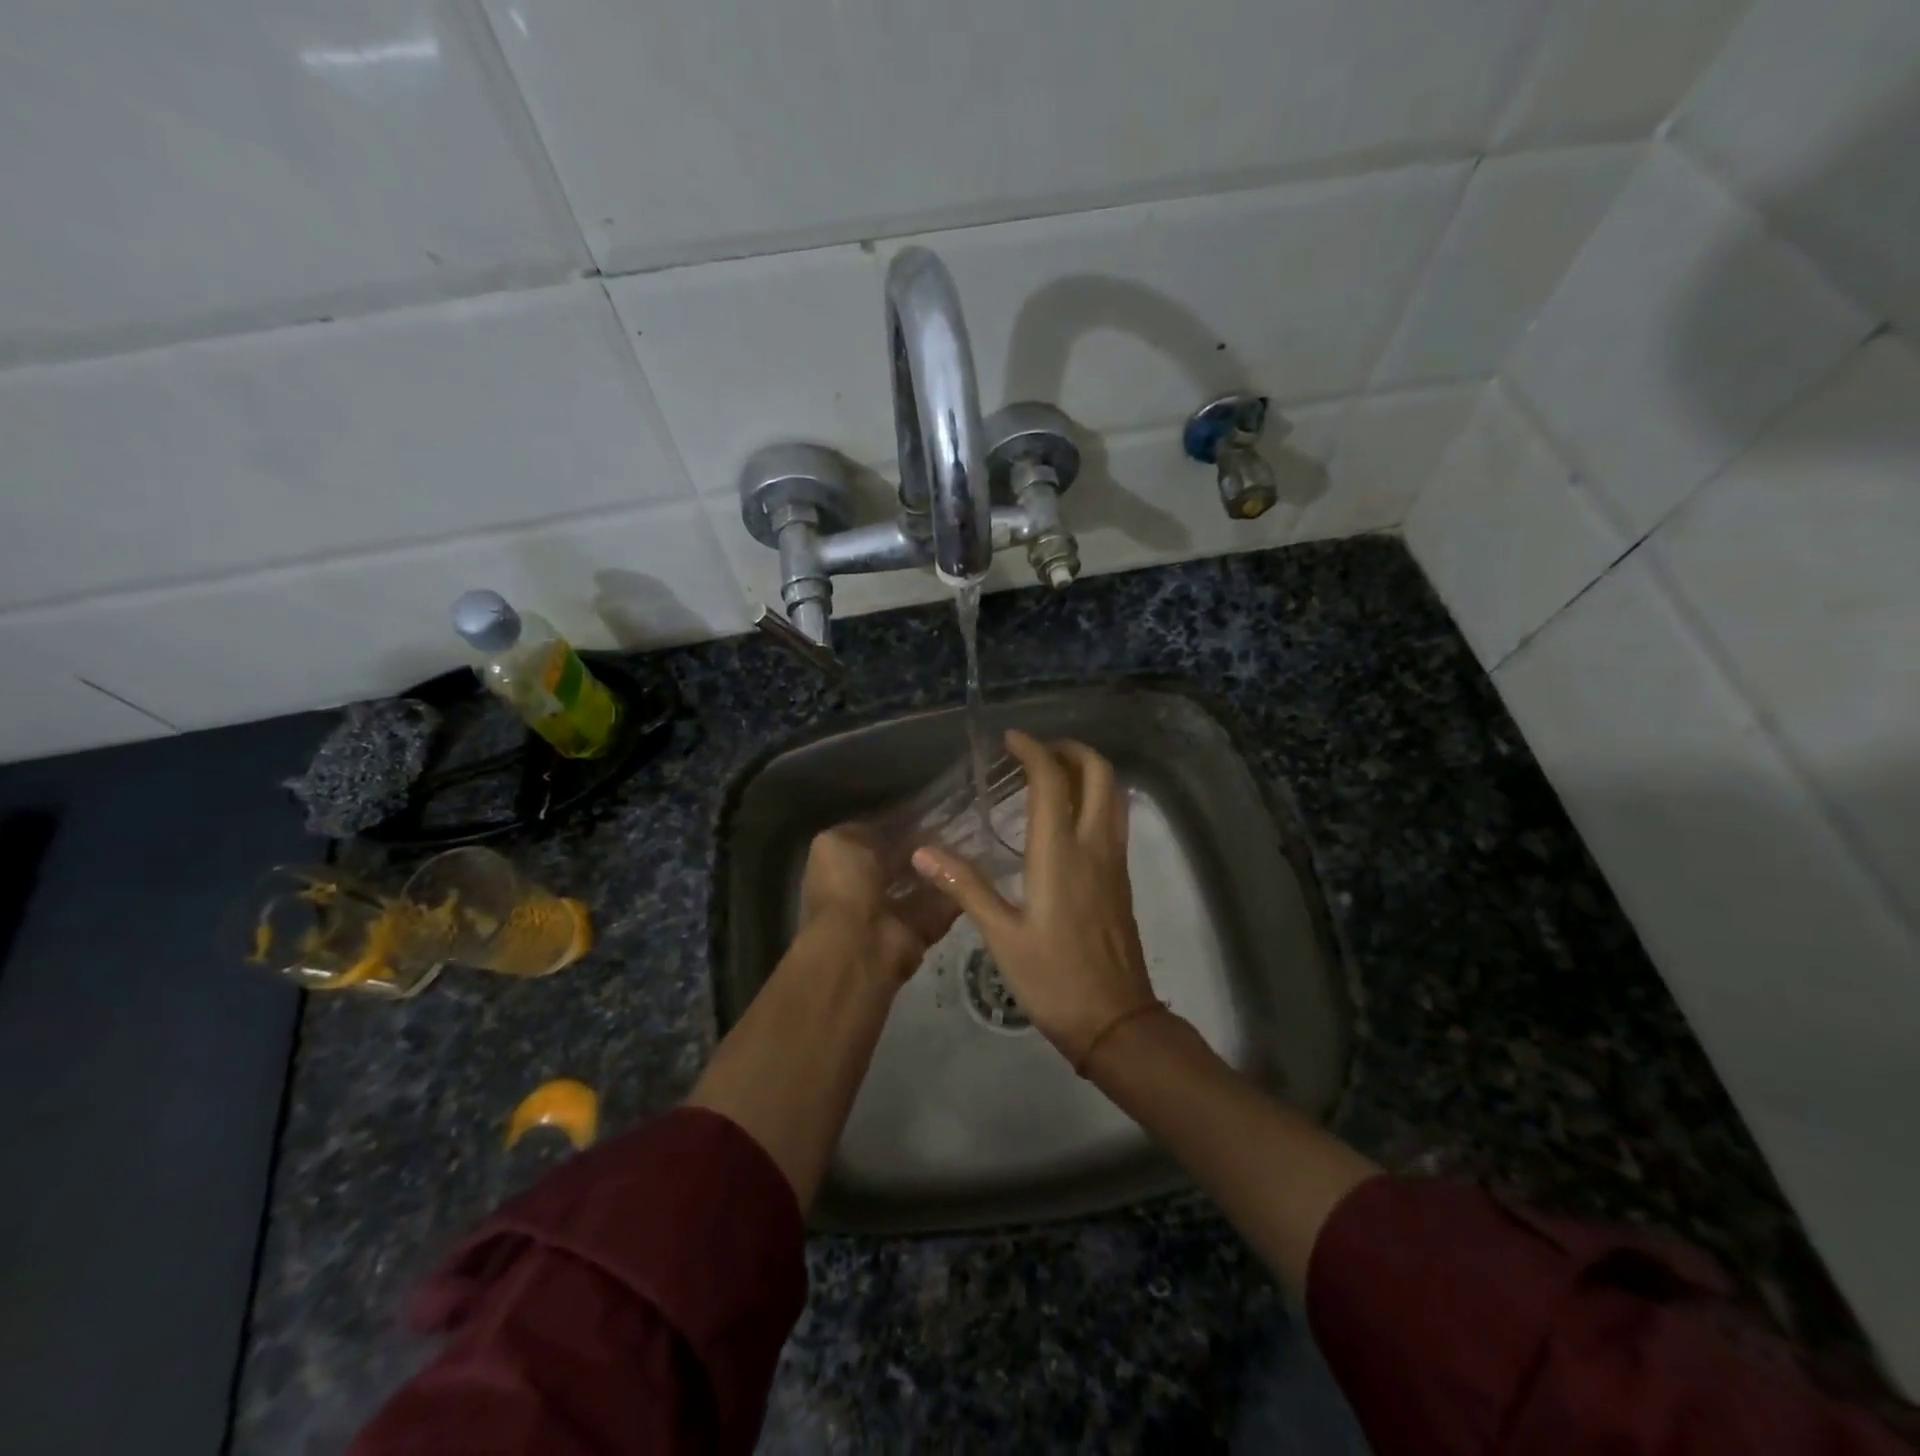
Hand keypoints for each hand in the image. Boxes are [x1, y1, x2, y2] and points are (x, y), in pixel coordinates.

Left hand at [799, 825, 958, 985]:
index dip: (897, 826)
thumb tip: (891, 827)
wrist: (860, 944)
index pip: (873, 841)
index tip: (926, 812)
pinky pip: (941, 908)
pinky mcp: (919, 932)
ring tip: (969, 843)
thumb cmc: (844, 885)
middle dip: (923, 847)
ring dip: (942, 868)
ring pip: (923, 884)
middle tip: (954, 827)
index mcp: (841, 867)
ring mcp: (892, 914)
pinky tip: (973, 870)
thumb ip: (864, 831)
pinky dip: (956, 892)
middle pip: (900, 863)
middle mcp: (865, 890)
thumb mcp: (838, 842)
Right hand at [912, 731, 1157, 1066]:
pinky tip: (1068, 817)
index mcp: (1061, 853)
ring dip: (1089, 770)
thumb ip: (965, 887)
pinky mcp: (1121, 879)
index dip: (1033, 750)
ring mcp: (1114, 861)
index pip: (1053, 780)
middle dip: (1071, 750)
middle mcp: (1094, 846)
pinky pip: (1115, 819)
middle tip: (1037, 752)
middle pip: (1100, 773)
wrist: (1116, 1022)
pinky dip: (1096, 798)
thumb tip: (923, 850)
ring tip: (1054, 773)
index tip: (1010, 739)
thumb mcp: (1001, 936)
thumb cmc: (1053, 979)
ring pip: (1114, 794)